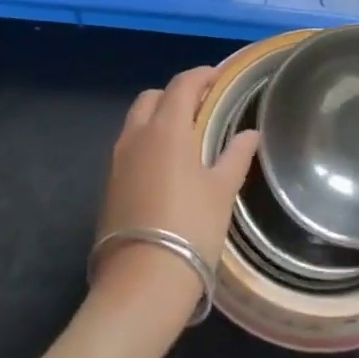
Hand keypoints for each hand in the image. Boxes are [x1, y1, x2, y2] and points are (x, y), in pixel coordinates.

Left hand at [94, 66, 259, 312]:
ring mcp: (117, 160)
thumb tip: (250, 134)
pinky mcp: (108, 185)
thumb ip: (236, 155)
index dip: (201, 76)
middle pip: (152, 97)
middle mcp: (136, 135)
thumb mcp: (222, 190)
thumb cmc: (191, 228)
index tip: (218, 78)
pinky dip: (146, 143)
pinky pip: (128, 148)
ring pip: (136, 121)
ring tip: (184, 137)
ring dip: (157, 118)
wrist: (142, 281)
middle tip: (201, 107)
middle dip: (175, 94)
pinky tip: (165, 167)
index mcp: (167, 128)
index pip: (182, 85)